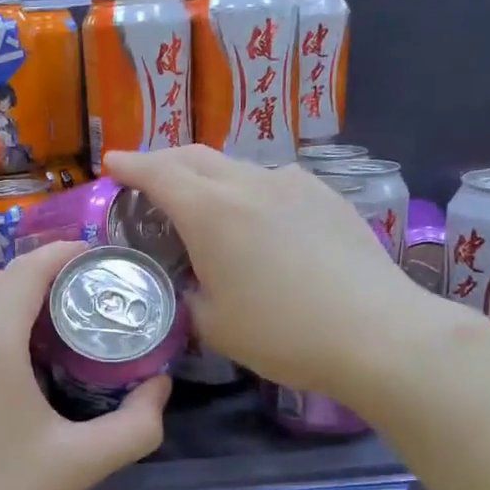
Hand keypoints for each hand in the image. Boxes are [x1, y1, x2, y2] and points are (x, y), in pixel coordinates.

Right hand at [106, 146, 453, 401]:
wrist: (376, 332)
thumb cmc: (282, 333)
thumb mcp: (214, 325)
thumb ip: (189, 295)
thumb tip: (191, 283)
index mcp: (210, 212)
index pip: (158, 172)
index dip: (130, 165)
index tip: (112, 163)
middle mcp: (249, 183)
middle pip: (195, 156)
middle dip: (164, 160)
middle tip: (147, 176)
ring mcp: (293, 184)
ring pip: (237, 166)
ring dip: (209, 175)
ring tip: (204, 200)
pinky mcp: (327, 196)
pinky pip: (274, 181)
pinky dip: (250, 189)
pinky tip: (260, 218)